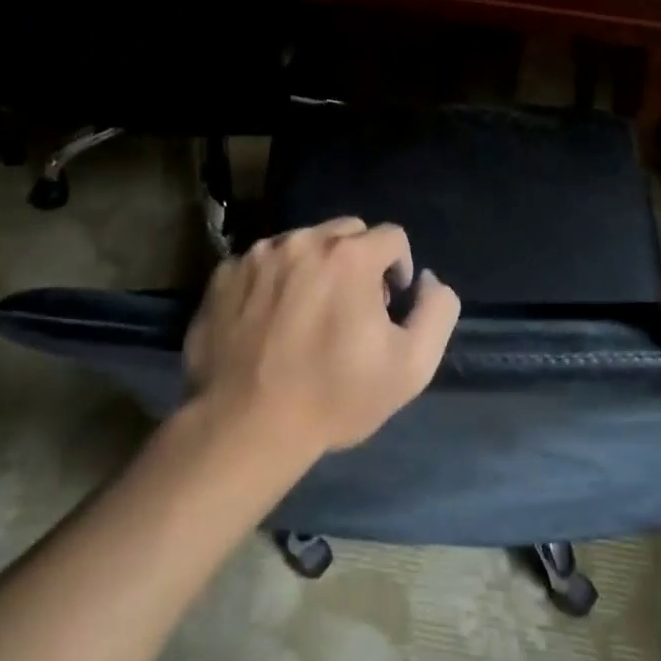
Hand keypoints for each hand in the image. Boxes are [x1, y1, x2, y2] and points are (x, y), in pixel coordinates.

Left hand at [184, 217, 461, 454]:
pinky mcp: (223, 275)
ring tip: (306, 315)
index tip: (387, 306)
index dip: (398, 269)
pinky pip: (261, 264)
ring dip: (314, 268)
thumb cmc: (334, 397)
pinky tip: (269, 323)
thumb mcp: (412, 366)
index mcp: (349, 255)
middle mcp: (302, 241)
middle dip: (358, 260)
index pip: (392, 236)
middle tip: (350, 308)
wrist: (245, 428)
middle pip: (346, 232)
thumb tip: (427, 279)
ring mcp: (257, 256)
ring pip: (301, 244)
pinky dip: (273, 282)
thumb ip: (437, 310)